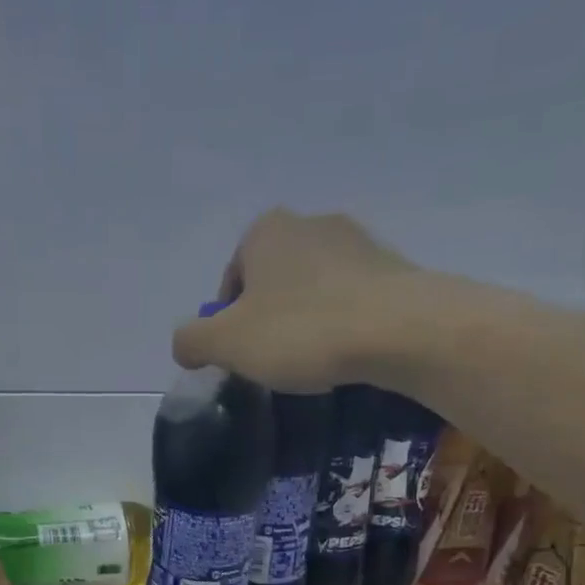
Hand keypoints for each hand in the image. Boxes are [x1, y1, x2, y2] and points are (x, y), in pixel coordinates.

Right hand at [172, 209, 419, 390]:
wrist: (400, 330)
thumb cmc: (301, 331)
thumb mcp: (226, 343)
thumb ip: (192, 341)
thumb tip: (184, 344)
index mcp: (265, 231)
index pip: (232, 279)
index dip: (228, 321)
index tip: (241, 355)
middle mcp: (310, 223)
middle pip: (273, 282)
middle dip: (268, 319)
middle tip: (274, 361)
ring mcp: (357, 241)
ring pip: (314, 289)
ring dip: (307, 321)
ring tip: (314, 361)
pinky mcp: (394, 267)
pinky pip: (352, 300)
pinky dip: (343, 324)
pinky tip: (347, 353)